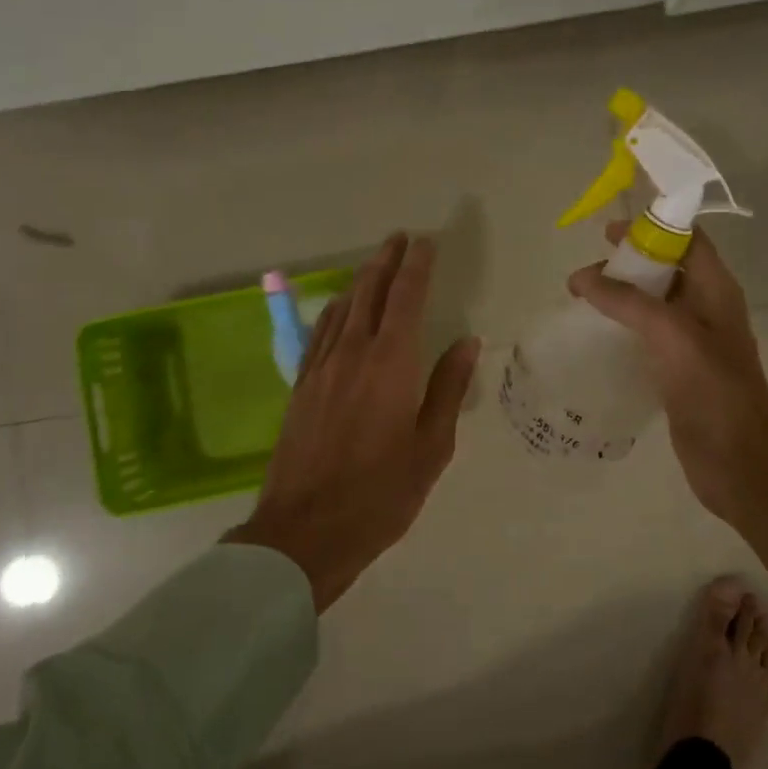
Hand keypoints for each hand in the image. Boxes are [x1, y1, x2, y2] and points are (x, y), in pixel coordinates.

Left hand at [226, 233, 480, 610]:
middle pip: (368, 292)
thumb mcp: (431, 446)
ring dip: (360, 281)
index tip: (425, 243)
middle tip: (399, 239)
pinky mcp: (301, 386)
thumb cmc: (381, 493)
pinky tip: (339, 309)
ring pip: (341, 308)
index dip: (416, 266)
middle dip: (385, 261)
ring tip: (374, 264)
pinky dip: (335, 310)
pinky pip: (320, 333)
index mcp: (390, 363)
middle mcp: (352, 353)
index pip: (404, 298)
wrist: (307, 529)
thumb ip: (448, 388)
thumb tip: (466, 342)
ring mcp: (321, 368)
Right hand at [568, 222, 767, 620]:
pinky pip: (646, 336)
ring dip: (620, 297)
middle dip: (627, 263)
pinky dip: (621, 328)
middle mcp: (706, 309)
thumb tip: (583, 278)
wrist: (739, 460)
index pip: (688, 241)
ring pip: (653, 304)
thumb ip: (627, 302)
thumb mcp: (672, 334)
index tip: (608, 231)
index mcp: (716, 290)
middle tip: (585, 274)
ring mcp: (692, 342)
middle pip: (666, 269)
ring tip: (581, 301)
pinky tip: (594, 337)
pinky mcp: (677, 370)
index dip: (653, 227)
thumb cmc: (713, 389)